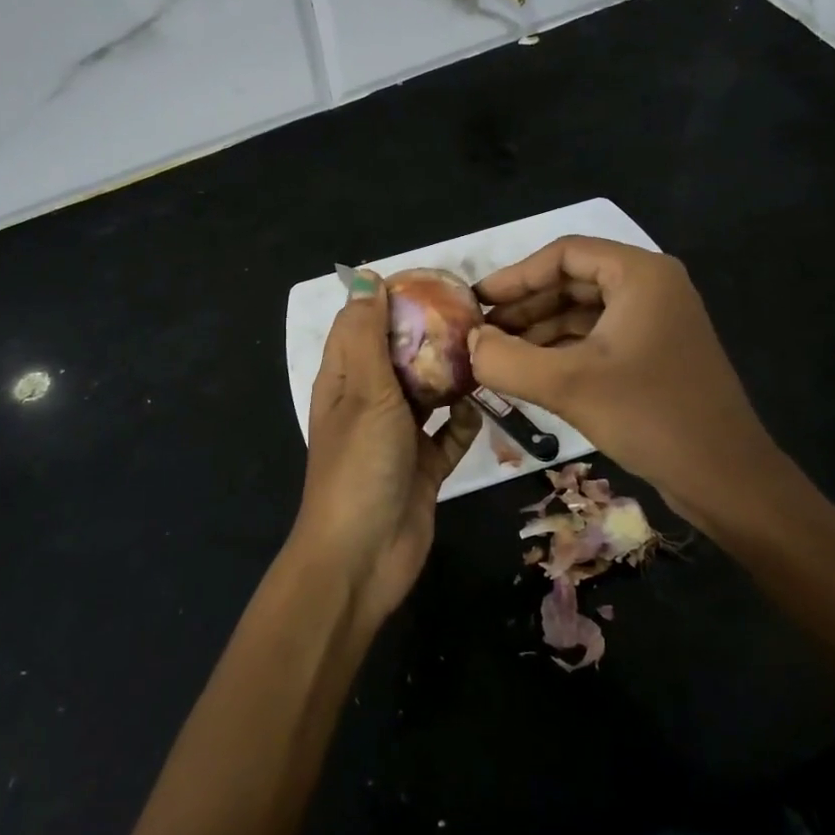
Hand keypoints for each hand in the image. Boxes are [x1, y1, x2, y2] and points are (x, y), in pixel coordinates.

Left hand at [293, 270, 480, 627]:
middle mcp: (370, 401)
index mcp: (345, 379)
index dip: (392, 297)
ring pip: (429, 392)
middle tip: (475, 314)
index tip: (435, 281)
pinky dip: (463, 423)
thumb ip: (368, 335)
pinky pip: (450, 434)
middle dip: (432, 335)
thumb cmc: (359, 465)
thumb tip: (365, 276)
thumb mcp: (364, 391)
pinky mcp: (425, 465)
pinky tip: (480, 410)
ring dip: (452, 376)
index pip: (364, 321)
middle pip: (401, 354)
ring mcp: (398, 435)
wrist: (364, 557)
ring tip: (489, 351)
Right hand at [470, 237, 781, 529]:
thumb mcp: (568, 385)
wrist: (727, 478)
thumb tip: (468, 343)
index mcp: (640, 275)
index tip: (477, 301)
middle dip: (525, 305)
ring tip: (496, 354)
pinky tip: (530, 372)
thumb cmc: (651, 416)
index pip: (564, 254)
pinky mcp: (655, 355)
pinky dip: (562, 350)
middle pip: (573, 281)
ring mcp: (656, 322)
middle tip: (481, 331)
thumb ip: (507, 360)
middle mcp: (651, 288)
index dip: (516, 275)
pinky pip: (598, 338)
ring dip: (540, 330)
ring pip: (584, 312)